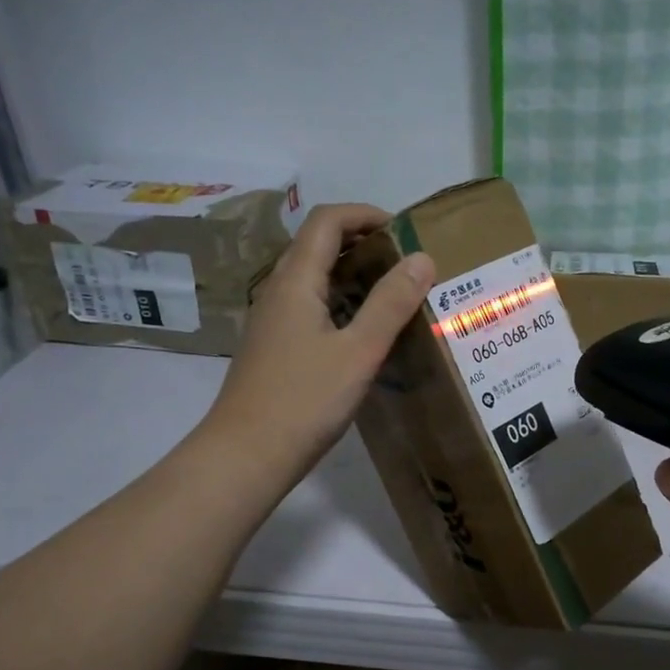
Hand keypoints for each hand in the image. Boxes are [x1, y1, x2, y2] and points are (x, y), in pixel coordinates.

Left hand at [202, 203, 433, 488]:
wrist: (248, 454)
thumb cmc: (304, 400)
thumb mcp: (358, 351)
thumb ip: (390, 304)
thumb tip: (422, 258)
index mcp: (295, 281)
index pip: (327, 221)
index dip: (365, 214)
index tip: (404, 231)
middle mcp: (279, 292)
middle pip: (319, 247)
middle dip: (363, 244)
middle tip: (407, 265)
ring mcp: (273, 322)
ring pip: (315, 280)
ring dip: (353, 277)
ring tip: (395, 296)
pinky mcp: (275, 349)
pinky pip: (311, 309)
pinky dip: (341, 306)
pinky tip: (364, 335)